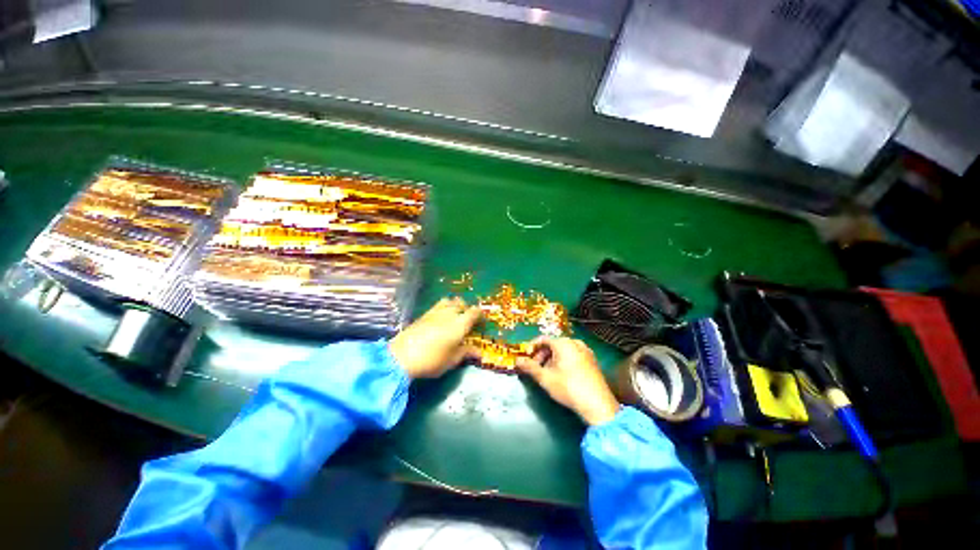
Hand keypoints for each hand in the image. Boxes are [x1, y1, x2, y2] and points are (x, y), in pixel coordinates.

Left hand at [389, 297, 482, 378]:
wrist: (401, 357)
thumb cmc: (432, 360)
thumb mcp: (452, 360)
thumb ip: (466, 353)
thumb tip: (479, 352)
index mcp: (460, 324)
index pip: (474, 312)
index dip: (480, 315)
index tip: (482, 322)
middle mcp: (449, 313)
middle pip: (461, 303)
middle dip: (467, 308)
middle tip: (468, 319)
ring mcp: (435, 312)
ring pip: (449, 301)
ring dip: (454, 305)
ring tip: (454, 315)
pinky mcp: (423, 314)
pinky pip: (437, 305)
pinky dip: (443, 307)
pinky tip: (440, 318)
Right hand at [516, 337, 619, 425]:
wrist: (597, 404)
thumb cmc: (568, 388)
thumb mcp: (545, 378)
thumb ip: (530, 367)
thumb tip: (517, 360)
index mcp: (563, 343)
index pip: (543, 339)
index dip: (532, 347)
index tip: (526, 358)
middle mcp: (575, 343)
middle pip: (553, 344)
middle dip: (542, 355)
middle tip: (536, 368)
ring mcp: (586, 351)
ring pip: (563, 351)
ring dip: (552, 359)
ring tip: (548, 373)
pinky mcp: (592, 361)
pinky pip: (573, 355)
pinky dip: (564, 361)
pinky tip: (562, 375)